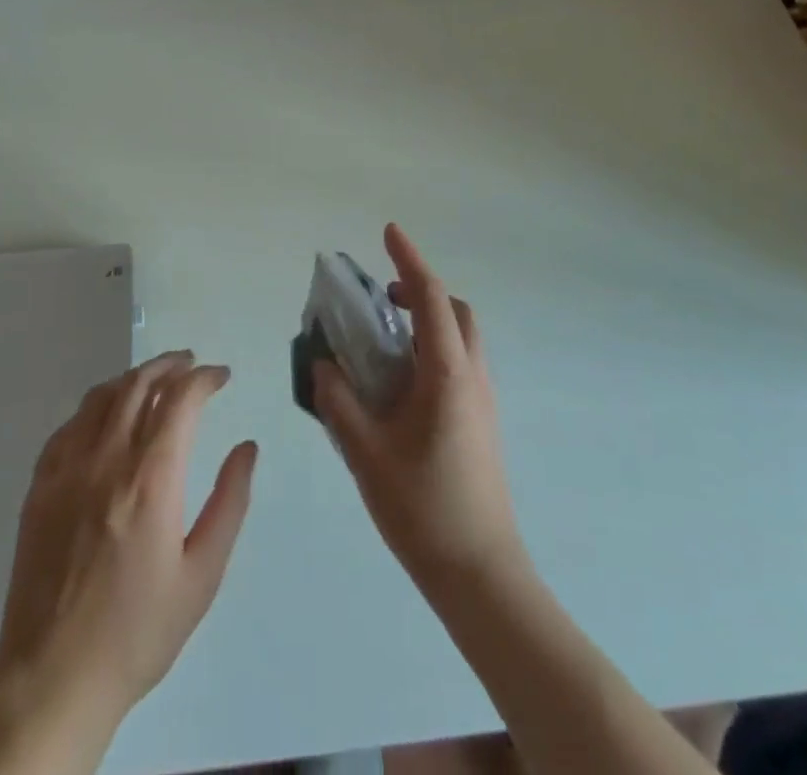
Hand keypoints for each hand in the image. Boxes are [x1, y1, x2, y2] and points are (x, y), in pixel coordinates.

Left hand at [0, 351, 256, 733]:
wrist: (53, 678)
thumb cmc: (137, 630)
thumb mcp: (201, 575)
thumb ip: (229, 503)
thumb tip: (247, 448)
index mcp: (150, 479)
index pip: (179, 399)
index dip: (204, 378)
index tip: (221, 376)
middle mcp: (106, 459)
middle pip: (139, 385)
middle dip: (170, 365)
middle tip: (191, 364)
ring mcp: (67, 468)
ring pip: (102, 396)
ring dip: (134, 378)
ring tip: (155, 380)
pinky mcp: (40, 484)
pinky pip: (71, 424)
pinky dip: (97, 406)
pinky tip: (107, 416)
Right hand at [315, 224, 526, 594]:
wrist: (480, 574)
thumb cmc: (423, 508)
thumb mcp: (366, 452)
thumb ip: (339, 401)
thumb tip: (323, 364)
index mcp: (447, 373)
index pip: (431, 297)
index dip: (409, 260)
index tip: (388, 232)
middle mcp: (472, 376)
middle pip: (456, 310)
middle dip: (422, 289)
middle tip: (383, 298)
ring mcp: (483, 400)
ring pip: (462, 337)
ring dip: (429, 319)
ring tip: (385, 338)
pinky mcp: (482, 422)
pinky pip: (460, 363)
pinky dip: (433, 348)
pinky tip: (401, 382)